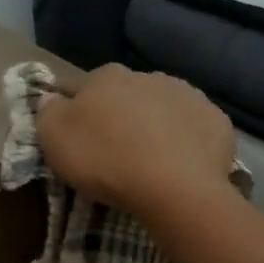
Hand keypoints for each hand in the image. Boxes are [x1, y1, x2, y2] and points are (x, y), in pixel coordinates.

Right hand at [36, 64, 235, 216]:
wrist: (175, 187)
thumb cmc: (105, 160)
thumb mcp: (54, 139)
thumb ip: (47, 113)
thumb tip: (50, 97)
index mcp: (106, 77)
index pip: (79, 86)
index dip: (73, 108)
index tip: (72, 132)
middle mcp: (147, 76)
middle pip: (125, 95)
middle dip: (118, 115)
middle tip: (113, 151)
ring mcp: (187, 95)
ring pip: (162, 107)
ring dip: (154, 124)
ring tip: (150, 160)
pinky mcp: (216, 120)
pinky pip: (193, 128)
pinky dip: (186, 141)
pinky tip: (181, 165)